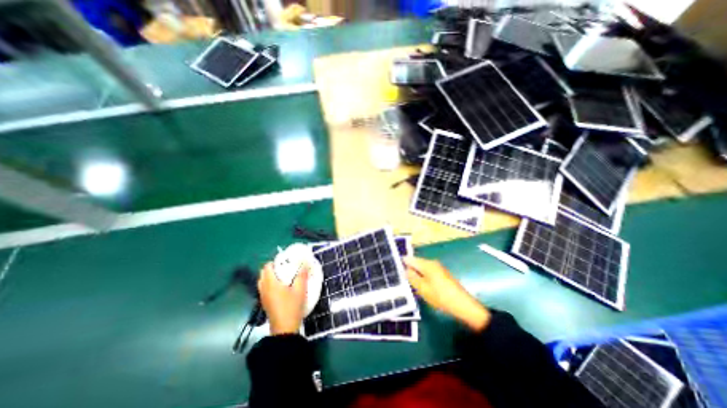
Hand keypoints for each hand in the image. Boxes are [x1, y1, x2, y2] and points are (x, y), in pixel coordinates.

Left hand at [258, 264, 308, 334]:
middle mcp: (264, 288)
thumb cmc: (292, 307)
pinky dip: (270, 284)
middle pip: (263, 273)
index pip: (267, 267)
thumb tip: (305, 263)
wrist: (285, 329)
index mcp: (271, 283)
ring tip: (283, 276)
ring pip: (262, 281)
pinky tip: (281, 287)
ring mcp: (263, 296)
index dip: (275, 261)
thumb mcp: (300, 290)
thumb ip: (302, 275)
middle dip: (272, 268)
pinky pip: (264, 288)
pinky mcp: (265, 303)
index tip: (285, 261)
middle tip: (285, 267)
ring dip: (270, 276)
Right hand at [406, 258, 491, 331]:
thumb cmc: (441, 296)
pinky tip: (420, 286)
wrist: (463, 305)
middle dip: (409, 269)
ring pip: (422, 268)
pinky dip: (423, 277)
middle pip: (416, 263)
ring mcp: (438, 268)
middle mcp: (432, 263)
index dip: (402, 263)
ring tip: (409, 284)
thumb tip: (405, 269)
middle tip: (401, 279)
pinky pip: (428, 273)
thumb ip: (412, 277)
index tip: (394, 269)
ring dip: (416, 274)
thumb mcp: (423, 288)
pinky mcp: (442, 275)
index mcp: (427, 264)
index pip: (410, 259)